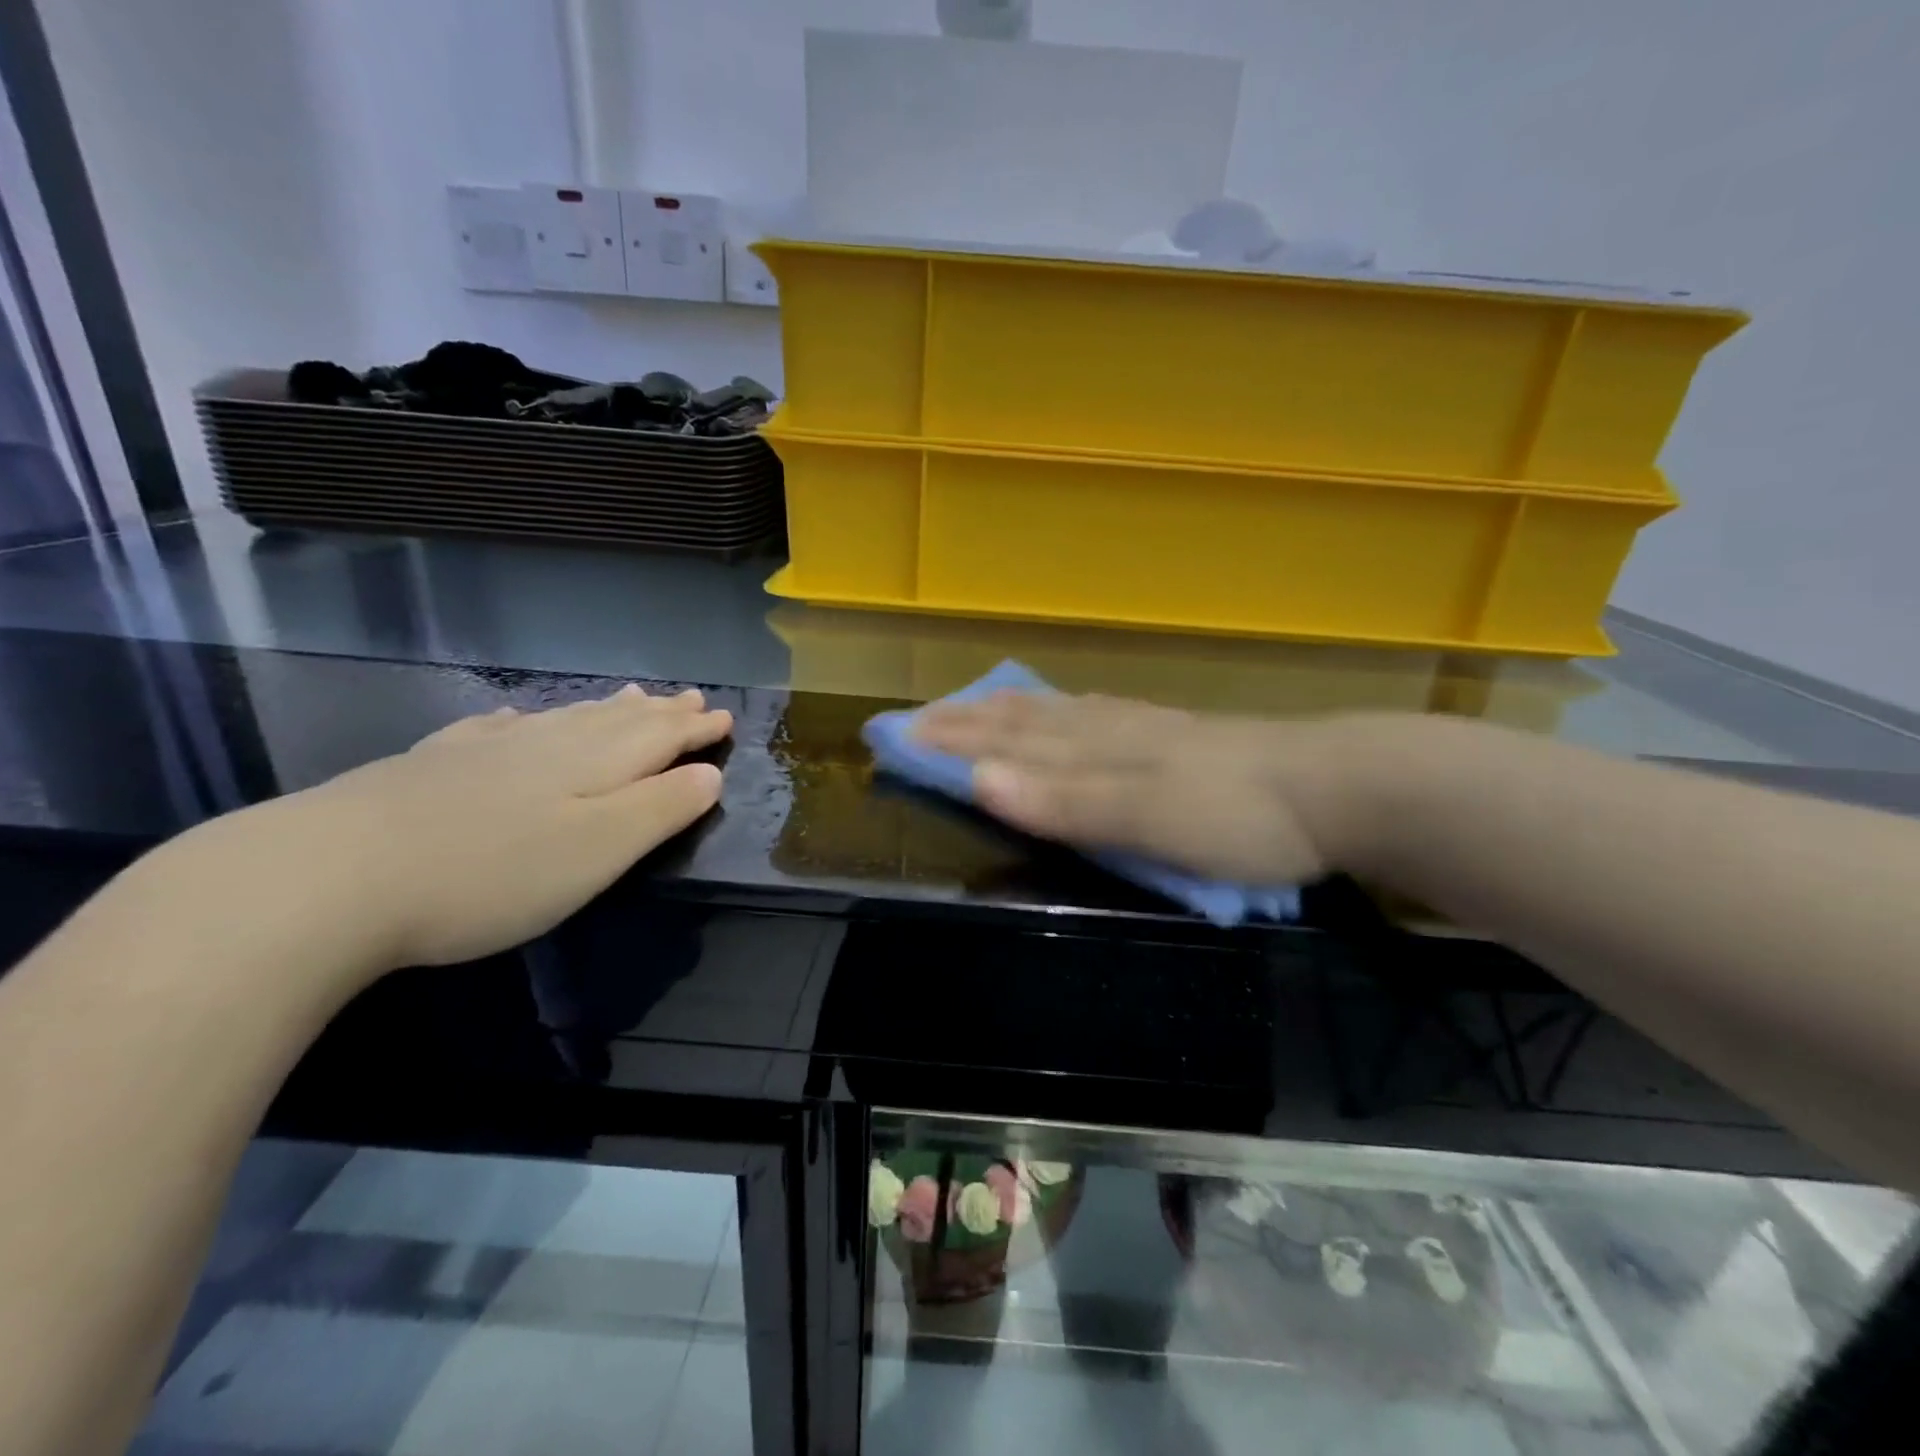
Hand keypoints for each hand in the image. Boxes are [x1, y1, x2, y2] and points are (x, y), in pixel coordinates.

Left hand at [142, 685, 731, 979]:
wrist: (332, 876)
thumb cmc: (492, 873)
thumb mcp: (599, 850)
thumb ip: (660, 809)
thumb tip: (709, 774)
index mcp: (593, 764)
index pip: (660, 737)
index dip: (695, 728)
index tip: (723, 717)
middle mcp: (546, 744)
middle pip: (616, 720)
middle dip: (660, 712)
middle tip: (689, 696)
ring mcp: (485, 750)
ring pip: (563, 718)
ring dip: (605, 708)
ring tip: (631, 695)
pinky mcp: (433, 765)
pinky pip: (497, 728)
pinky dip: (526, 720)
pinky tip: (520, 717)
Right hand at [915, 691, 1371, 883]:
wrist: (1335, 788)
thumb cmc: (1234, 814)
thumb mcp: (1144, 818)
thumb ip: (1063, 801)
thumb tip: (976, 780)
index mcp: (1093, 748)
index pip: (1003, 742)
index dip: (947, 740)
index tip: (895, 737)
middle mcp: (1107, 730)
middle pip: (1021, 721)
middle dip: (964, 722)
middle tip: (914, 718)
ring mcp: (1142, 730)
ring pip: (1056, 714)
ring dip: (1005, 713)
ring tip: (974, 707)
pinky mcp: (1173, 738)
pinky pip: (1094, 717)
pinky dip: (1059, 713)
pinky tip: (1068, 712)